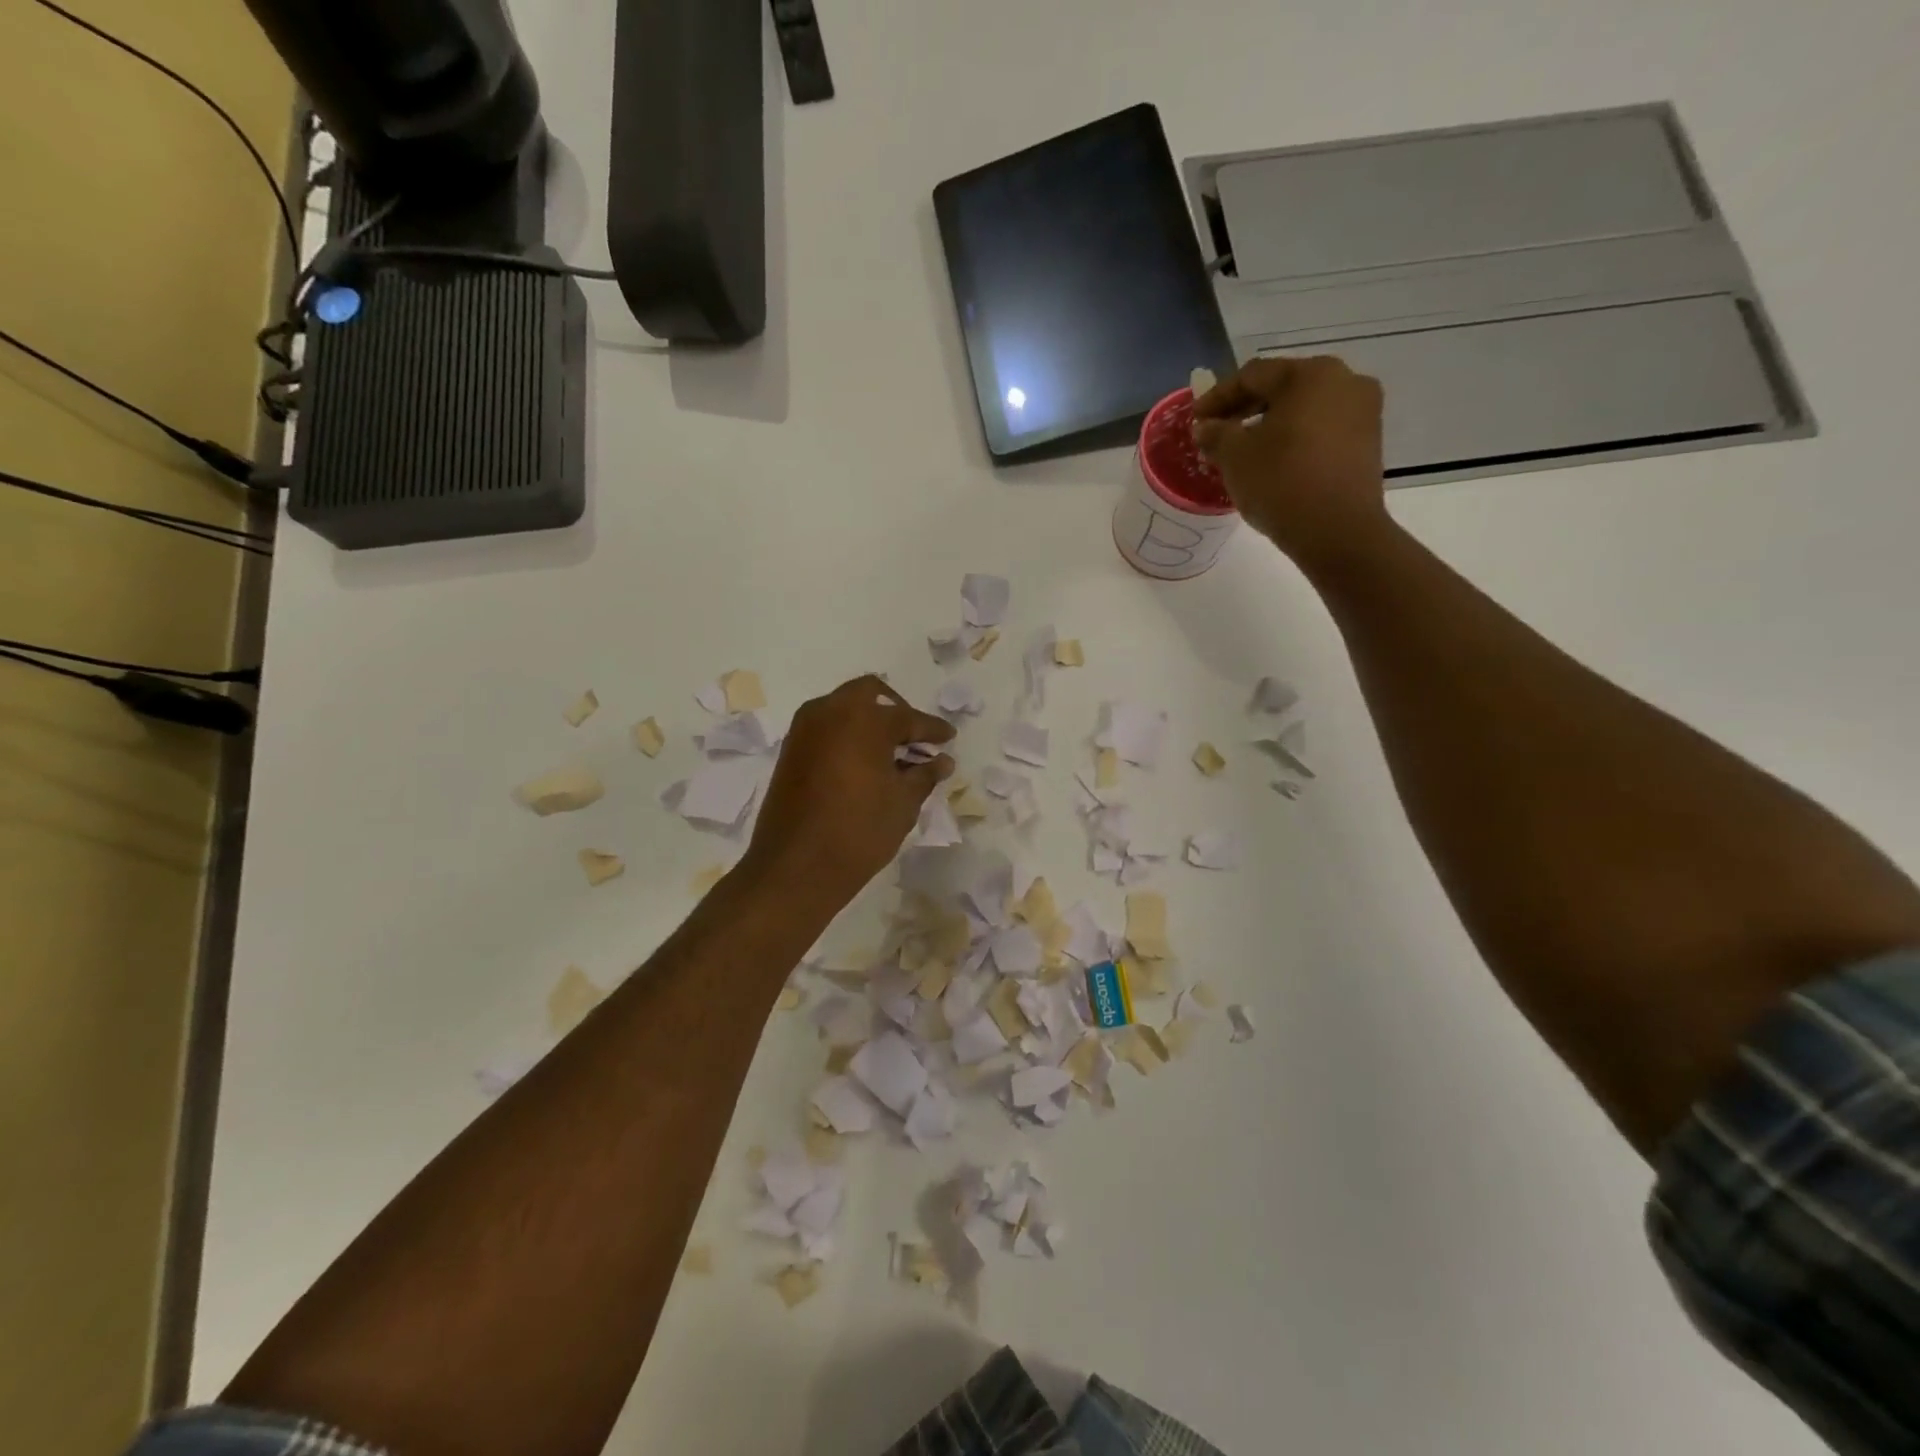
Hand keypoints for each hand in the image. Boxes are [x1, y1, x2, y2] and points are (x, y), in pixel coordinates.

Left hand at [744, 675, 955, 905]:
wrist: (795, 867)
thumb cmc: (859, 831)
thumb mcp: (903, 803)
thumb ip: (924, 775)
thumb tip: (941, 761)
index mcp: (864, 719)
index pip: (908, 718)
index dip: (933, 730)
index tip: (949, 738)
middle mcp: (830, 712)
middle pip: (870, 694)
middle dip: (896, 711)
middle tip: (914, 737)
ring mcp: (805, 729)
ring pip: (844, 707)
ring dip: (868, 720)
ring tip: (891, 752)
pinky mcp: (791, 749)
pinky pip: (826, 727)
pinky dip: (847, 734)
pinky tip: (864, 762)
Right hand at [1191, 356, 1392, 574]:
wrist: (1337, 531)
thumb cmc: (1281, 483)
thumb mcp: (1235, 457)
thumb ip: (1216, 433)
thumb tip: (1205, 427)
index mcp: (1310, 375)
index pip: (1252, 375)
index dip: (1218, 397)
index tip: (1195, 420)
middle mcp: (1344, 380)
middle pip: (1282, 388)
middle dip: (1245, 410)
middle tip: (1216, 434)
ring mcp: (1363, 411)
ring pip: (1304, 409)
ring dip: (1270, 425)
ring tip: (1242, 452)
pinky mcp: (1368, 441)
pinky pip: (1321, 429)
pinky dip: (1294, 439)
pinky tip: (1274, 462)